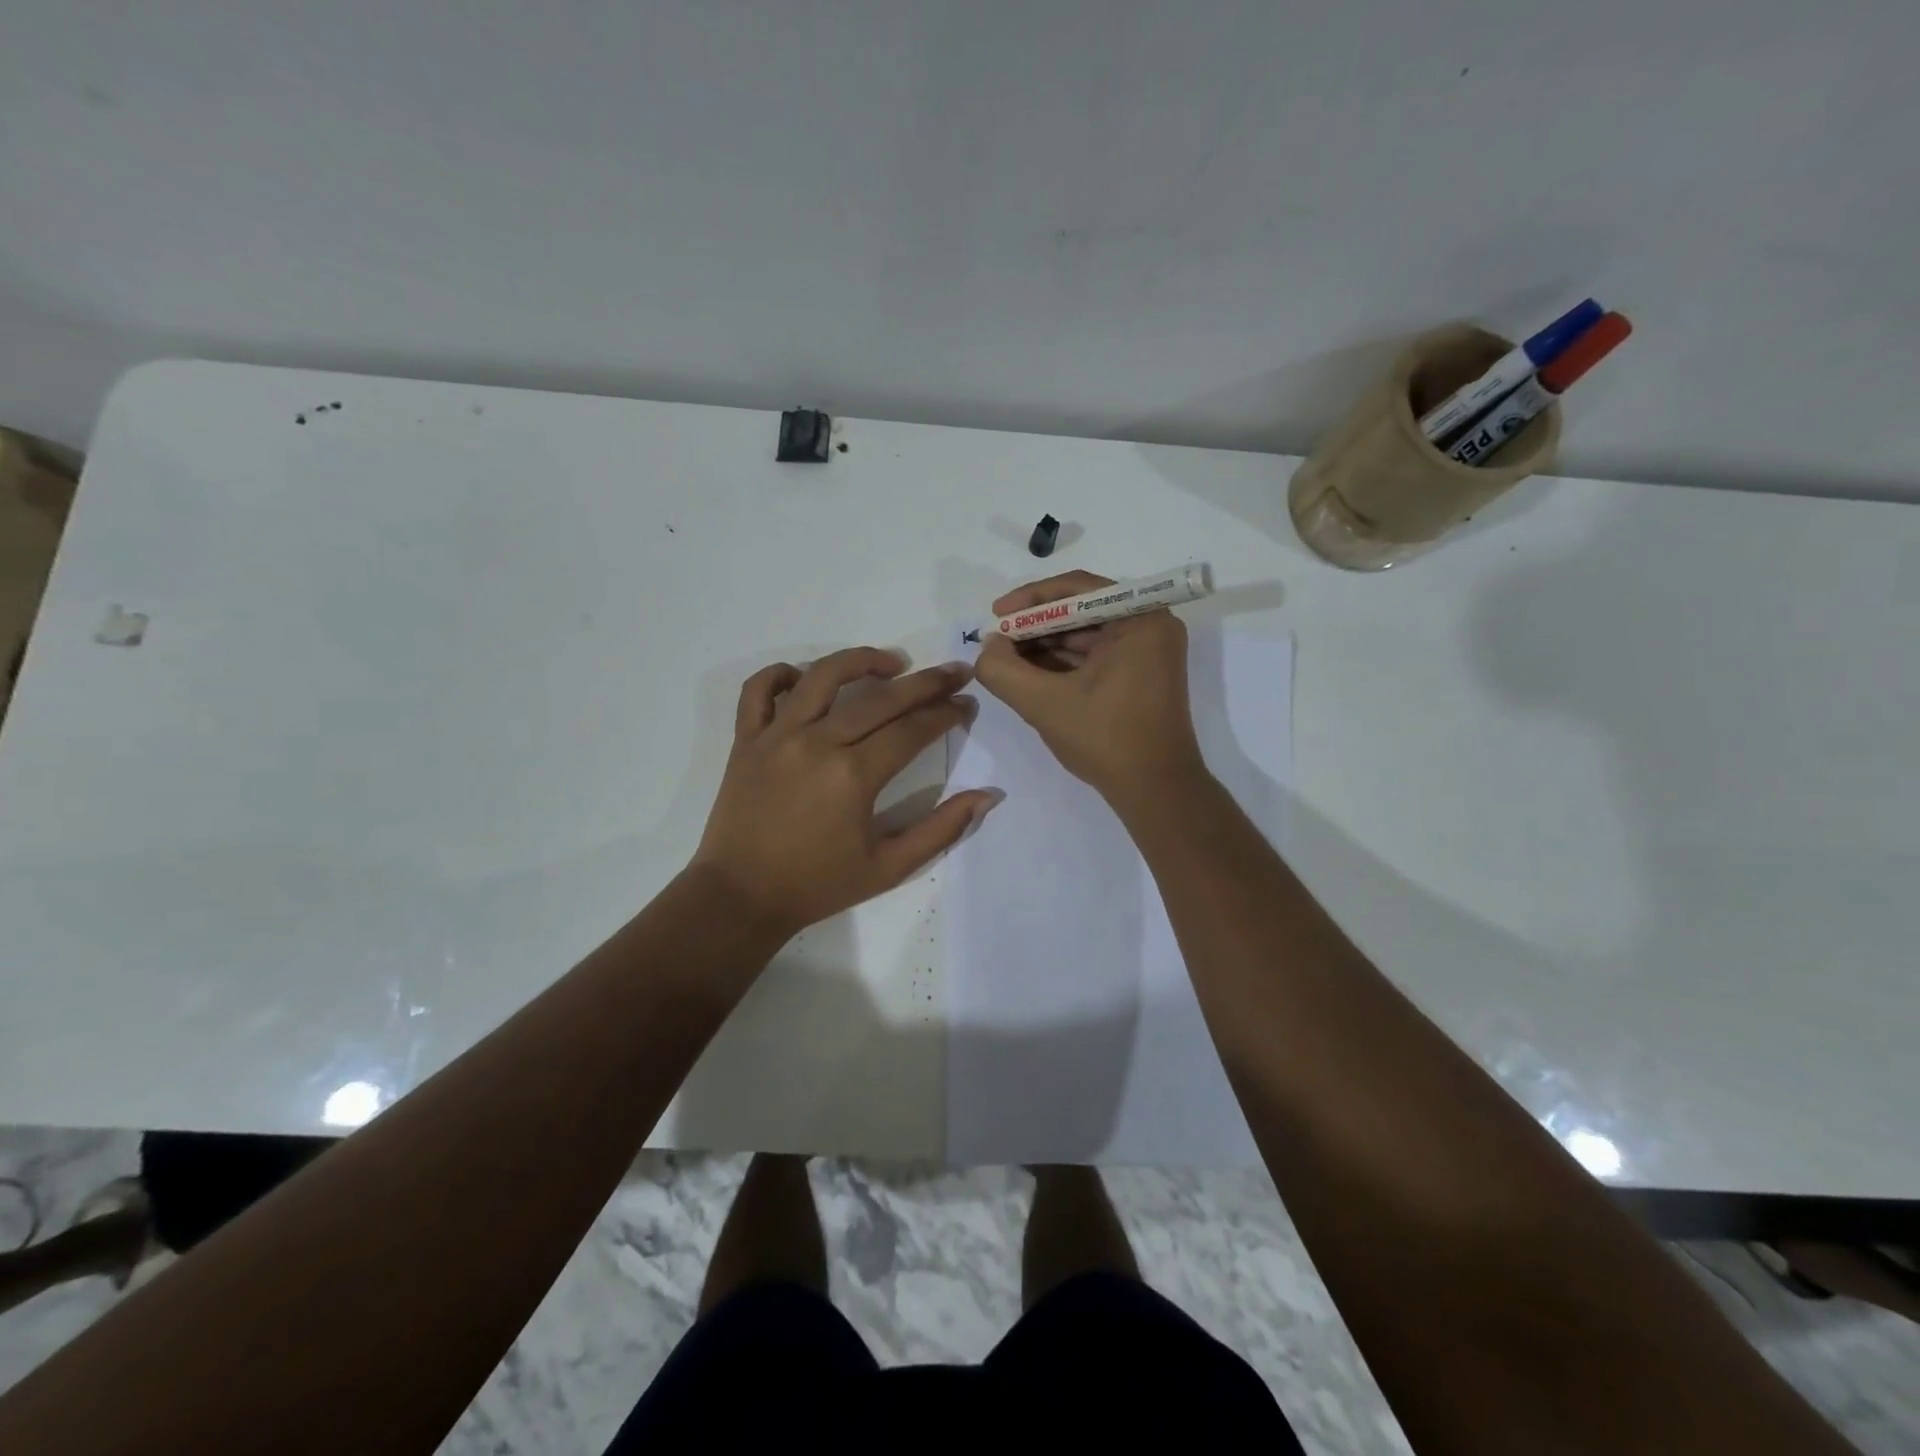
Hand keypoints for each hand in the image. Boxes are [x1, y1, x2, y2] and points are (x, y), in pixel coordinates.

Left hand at [692, 647, 1002, 939]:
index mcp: (854, 776)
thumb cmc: (819, 884)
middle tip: (953, 672)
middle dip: (925, 682)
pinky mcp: (746, 739)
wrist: (741, 897)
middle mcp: (817, 743)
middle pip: (880, 698)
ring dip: (861, 661)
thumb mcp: (890, 867)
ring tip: (891, 663)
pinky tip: (804, 677)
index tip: (967, 704)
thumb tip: (989, 796)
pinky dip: (780, 674)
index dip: (946, 713)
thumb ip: (942, 830)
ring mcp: (776, 736)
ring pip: (822, 676)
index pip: (912, 729)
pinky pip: (758, 690)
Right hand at [973, 570, 1203, 802]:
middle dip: (1034, 626)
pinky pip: (1095, 656)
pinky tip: (1029, 675)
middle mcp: (1150, 626)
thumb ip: (1004, 670)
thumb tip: (987, 647)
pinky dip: (1062, 664)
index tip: (995, 615)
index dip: (1030, 599)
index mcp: (1140, 619)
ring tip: (1005, 661)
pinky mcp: (1140, 676)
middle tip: (996, 642)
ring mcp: (1148, 652)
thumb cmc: (1106, 739)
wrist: (1156, 791)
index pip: (1077, 589)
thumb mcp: (1044, 703)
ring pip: (1085, 635)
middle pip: (1081, 611)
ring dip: (1044, 646)